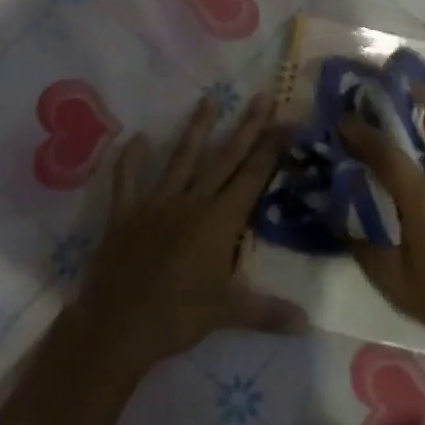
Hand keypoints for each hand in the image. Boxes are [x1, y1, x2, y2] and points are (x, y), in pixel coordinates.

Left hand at [73, 93, 303, 379]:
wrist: (116, 328)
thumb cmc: (177, 318)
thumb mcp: (228, 314)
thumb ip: (268, 312)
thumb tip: (308, 323)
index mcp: (219, 221)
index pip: (252, 177)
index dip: (272, 148)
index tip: (287, 121)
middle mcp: (192, 202)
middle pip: (225, 158)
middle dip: (246, 127)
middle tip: (261, 97)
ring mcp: (156, 204)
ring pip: (182, 159)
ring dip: (196, 129)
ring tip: (208, 99)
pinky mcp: (125, 214)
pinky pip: (127, 181)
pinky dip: (130, 160)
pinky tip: (135, 138)